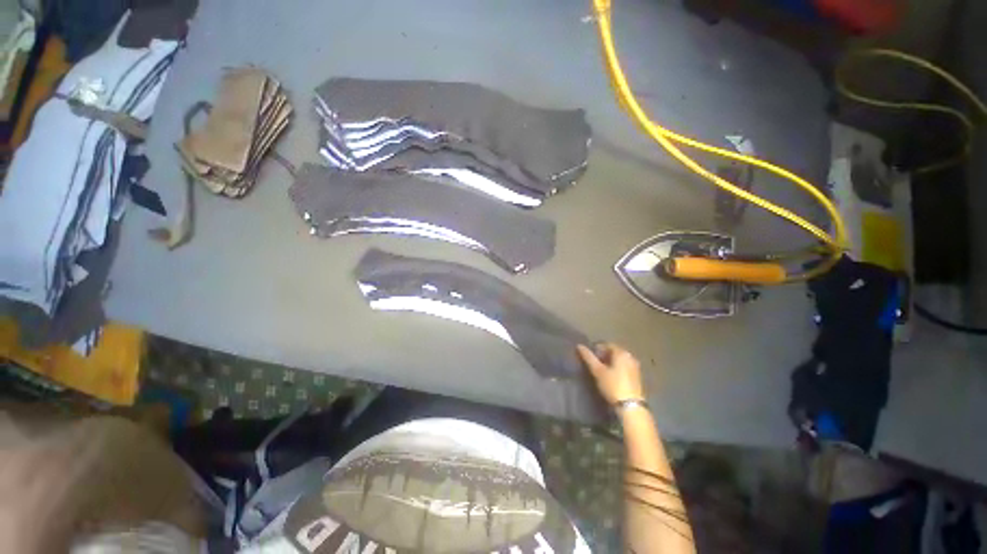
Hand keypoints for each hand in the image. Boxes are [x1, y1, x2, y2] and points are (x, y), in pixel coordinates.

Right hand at [577, 342, 644, 404]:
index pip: (607, 344)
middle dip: (604, 355)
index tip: (589, 356)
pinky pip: (624, 366)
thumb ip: (588, 357)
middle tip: (594, 363)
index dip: (597, 348)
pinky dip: (617, 368)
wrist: (631, 406)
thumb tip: (579, 346)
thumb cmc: (613, 385)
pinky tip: (611, 376)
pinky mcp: (637, 376)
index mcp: (621, 352)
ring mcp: (635, 366)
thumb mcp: (598, 371)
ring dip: (610, 362)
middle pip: (614, 351)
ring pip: (619, 359)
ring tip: (601, 370)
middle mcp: (630, 356)